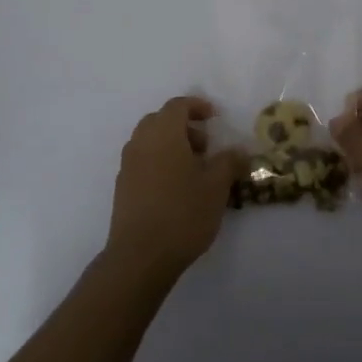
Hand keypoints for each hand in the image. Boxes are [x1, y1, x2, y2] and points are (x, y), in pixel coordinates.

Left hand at [105, 96, 245, 281]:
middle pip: (160, 121)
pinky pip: (143, 161)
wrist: (140, 256)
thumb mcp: (216, 186)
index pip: (177, 106)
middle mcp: (141, 143)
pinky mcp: (123, 187)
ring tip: (194, 170)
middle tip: (205, 146)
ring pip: (150, 142)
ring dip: (171, 146)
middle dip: (184, 127)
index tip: (214, 117)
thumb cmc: (182, 213)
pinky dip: (160, 162)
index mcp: (163, 134)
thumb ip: (229, 162)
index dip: (197, 106)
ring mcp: (128, 165)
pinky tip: (176, 188)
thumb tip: (239, 151)